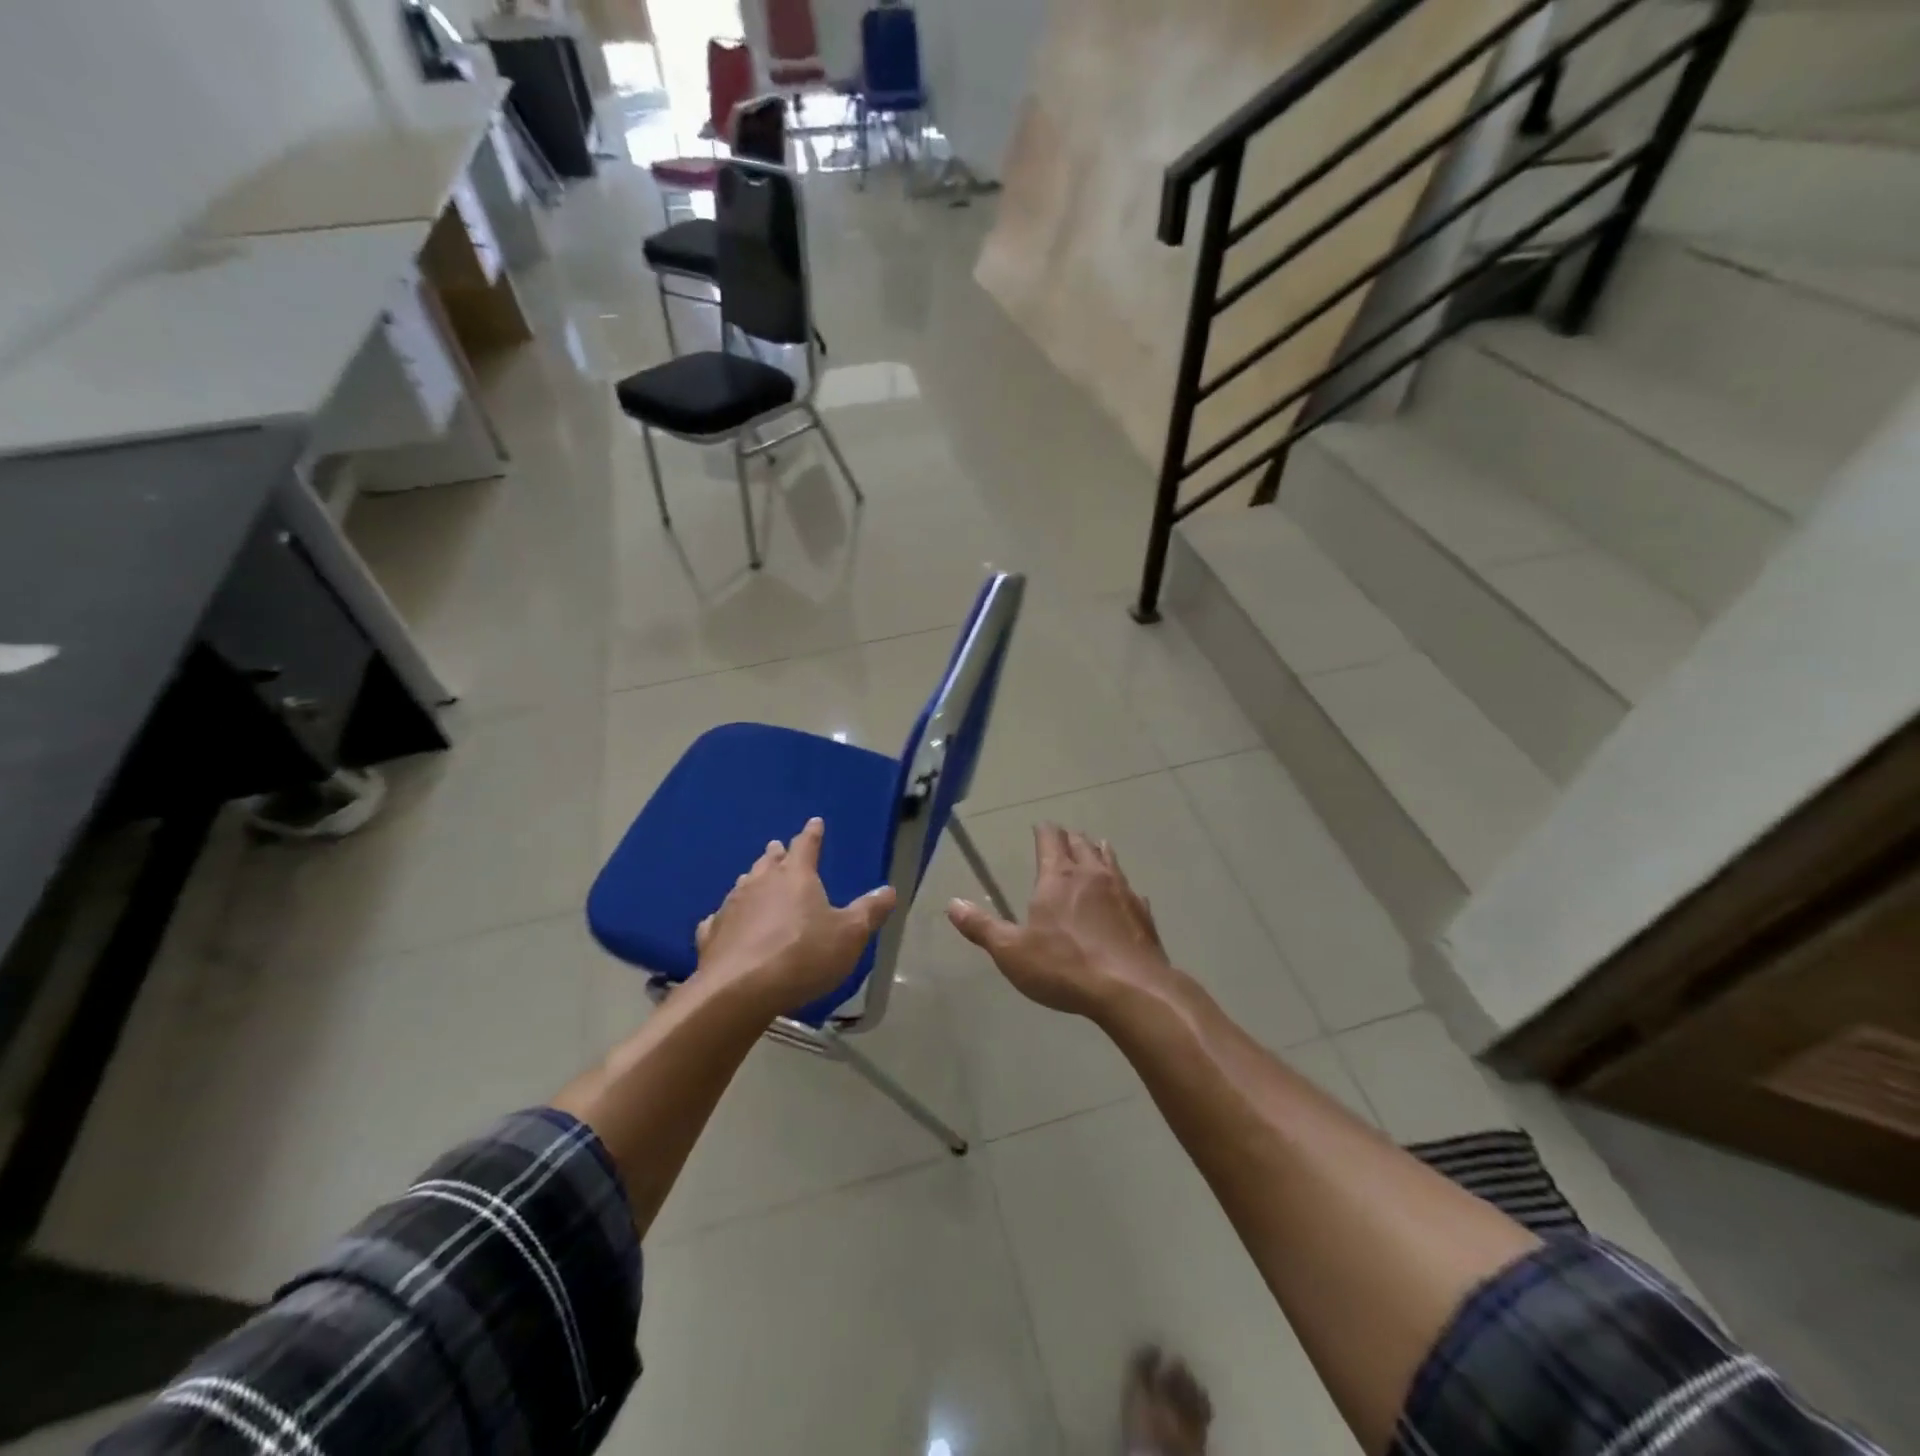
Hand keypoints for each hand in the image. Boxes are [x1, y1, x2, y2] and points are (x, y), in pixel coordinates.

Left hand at [694, 817, 896, 1013]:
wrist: (741, 990)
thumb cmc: (804, 955)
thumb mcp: (849, 935)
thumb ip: (869, 911)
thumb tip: (889, 890)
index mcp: (795, 876)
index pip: (806, 845)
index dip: (812, 834)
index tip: (815, 823)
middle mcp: (760, 883)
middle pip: (769, 861)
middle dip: (777, 854)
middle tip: (779, 848)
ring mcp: (732, 907)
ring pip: (743, 885)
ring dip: (752, 880)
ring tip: (755, 878)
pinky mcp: (711, 935)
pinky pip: (720, 918)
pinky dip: (727, 916)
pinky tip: (724, 921)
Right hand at [946, 823, 1175, 1018]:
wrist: (1131, 989)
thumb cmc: (1065, 966)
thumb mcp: (1012, 952)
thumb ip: (982, 927)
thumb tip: (952, 904)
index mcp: (1058, 877)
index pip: (1050, 839)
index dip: (1043, 831)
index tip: (1040, 826)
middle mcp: (1092, 874)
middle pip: (1081, 844)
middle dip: (1070, 838)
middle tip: (1063, 837)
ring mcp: (1122, 891)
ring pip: (1109, 859)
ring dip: (1098, 852)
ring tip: (1095, 848)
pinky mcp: (1143, 913)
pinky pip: (1130, 890)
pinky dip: (1122, 887)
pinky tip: (1124, 896)